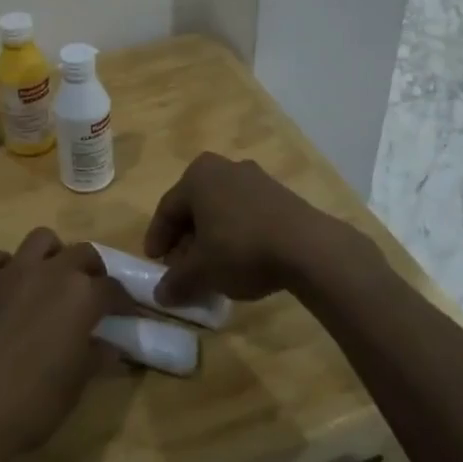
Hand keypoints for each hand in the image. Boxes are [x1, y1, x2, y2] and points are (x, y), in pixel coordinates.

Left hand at [0, 229, 132, 461]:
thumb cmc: (29, 405)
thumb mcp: (74, 387)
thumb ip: (94, 358)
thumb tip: (109, 347)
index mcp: (81, 296)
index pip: (113, 288)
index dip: (123, 302)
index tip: (126, 314)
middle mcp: (49, 273)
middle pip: (82, 253)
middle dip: (93, 270)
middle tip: (92, 295)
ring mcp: (9, 273)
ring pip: (40, 239)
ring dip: (52, 255)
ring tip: (51, 280)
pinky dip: (5, 267)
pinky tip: (6, 289)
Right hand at [143, 152, 352, 307]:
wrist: (308, 247)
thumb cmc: (241, 249)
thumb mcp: (201, 271)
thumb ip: (176, 280)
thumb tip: (160, 294)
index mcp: (198, 176)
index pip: (167, 209)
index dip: (157, 238)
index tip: (154, 263)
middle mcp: (224, 168)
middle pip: (195, 207)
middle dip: (185, 239)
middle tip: (181, 267)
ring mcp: (256, 178)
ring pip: (221, 210)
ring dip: (211, 238)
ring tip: (210, 268)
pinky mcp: (280, 194)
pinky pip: (245, 213)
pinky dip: (235, 235)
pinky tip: (239, 260)